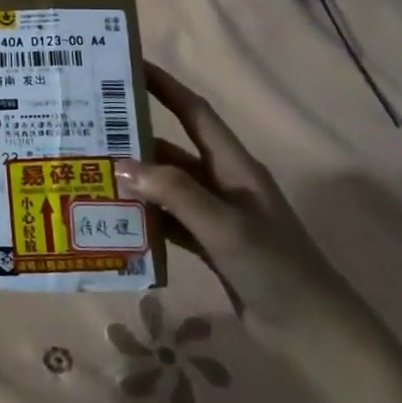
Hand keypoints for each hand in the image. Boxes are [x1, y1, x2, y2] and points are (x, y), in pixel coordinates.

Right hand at [116, 63, 380, 369]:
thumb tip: (121, 165)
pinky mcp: (209, 246)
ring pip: (166, 188)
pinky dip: (142, 217)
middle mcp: (223, 184)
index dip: (165, 87)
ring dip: (134, 181)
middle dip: (134, 138)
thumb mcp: (225, 226)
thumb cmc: (275, 268)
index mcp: (235, 167)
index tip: (129, 68)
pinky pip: (167, 221)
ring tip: (89, 173)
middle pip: (172, 150)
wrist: (312, 334)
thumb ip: (175, 193)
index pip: (195, 114)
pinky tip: (112, 219)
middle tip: (89, 129)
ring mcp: (216, 216)